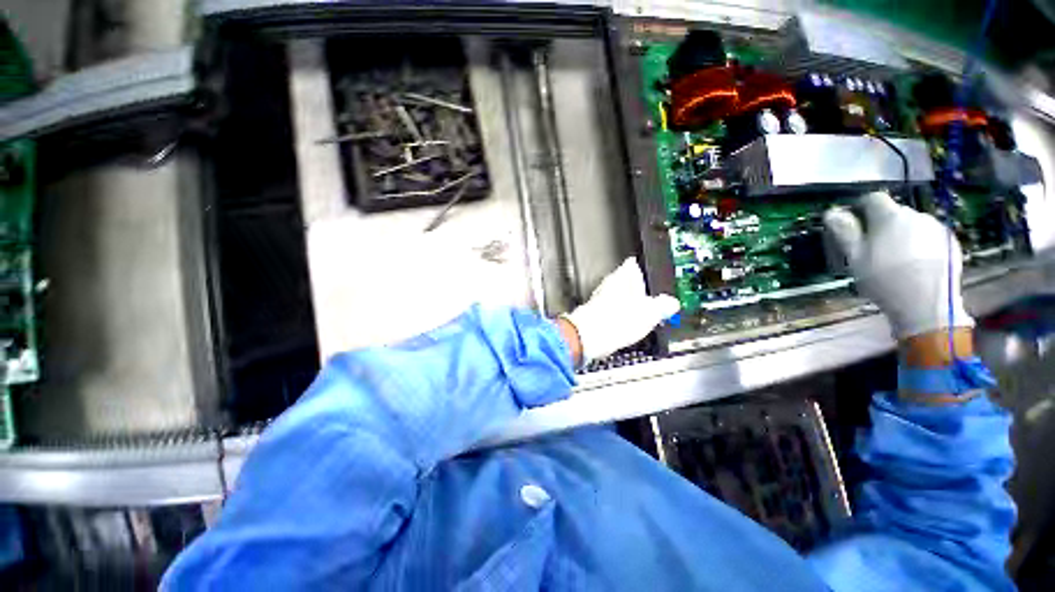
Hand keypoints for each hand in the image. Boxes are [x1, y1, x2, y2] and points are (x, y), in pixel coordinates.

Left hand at [563, 257, 680, 362]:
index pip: (634, 265)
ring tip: (636, 315)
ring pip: (615, 296)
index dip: (643, 271)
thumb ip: (663, 305)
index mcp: (624, 275)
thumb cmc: (617, 319)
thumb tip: (671, 303)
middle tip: (646, 298)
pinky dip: (615, 316)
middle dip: (634, 290)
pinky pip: (608, 311)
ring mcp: (598, 297)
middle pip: (624, 282)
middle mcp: (609, 283)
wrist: (590, 336)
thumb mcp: (651, 313)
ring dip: (624, 304)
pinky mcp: (592, 313)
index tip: (649, 275)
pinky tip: (622, 326)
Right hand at [824, 191, 973, 339]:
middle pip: (894, 212)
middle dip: (882, 223)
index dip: (860, 206)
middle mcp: (915, 214)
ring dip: (901, 233)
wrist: (927, 303)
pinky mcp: (949, 242)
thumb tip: (832, 212)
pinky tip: (914, 263)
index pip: (873, 198)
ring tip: (895, 257)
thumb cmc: (884, 279)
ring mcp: (936, 228)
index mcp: (889, 216)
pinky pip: (928, 236)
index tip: (853, 221)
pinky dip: (919, 243)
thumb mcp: (856, 257)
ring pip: (912, 224)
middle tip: (872, 245)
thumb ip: (845, 232)